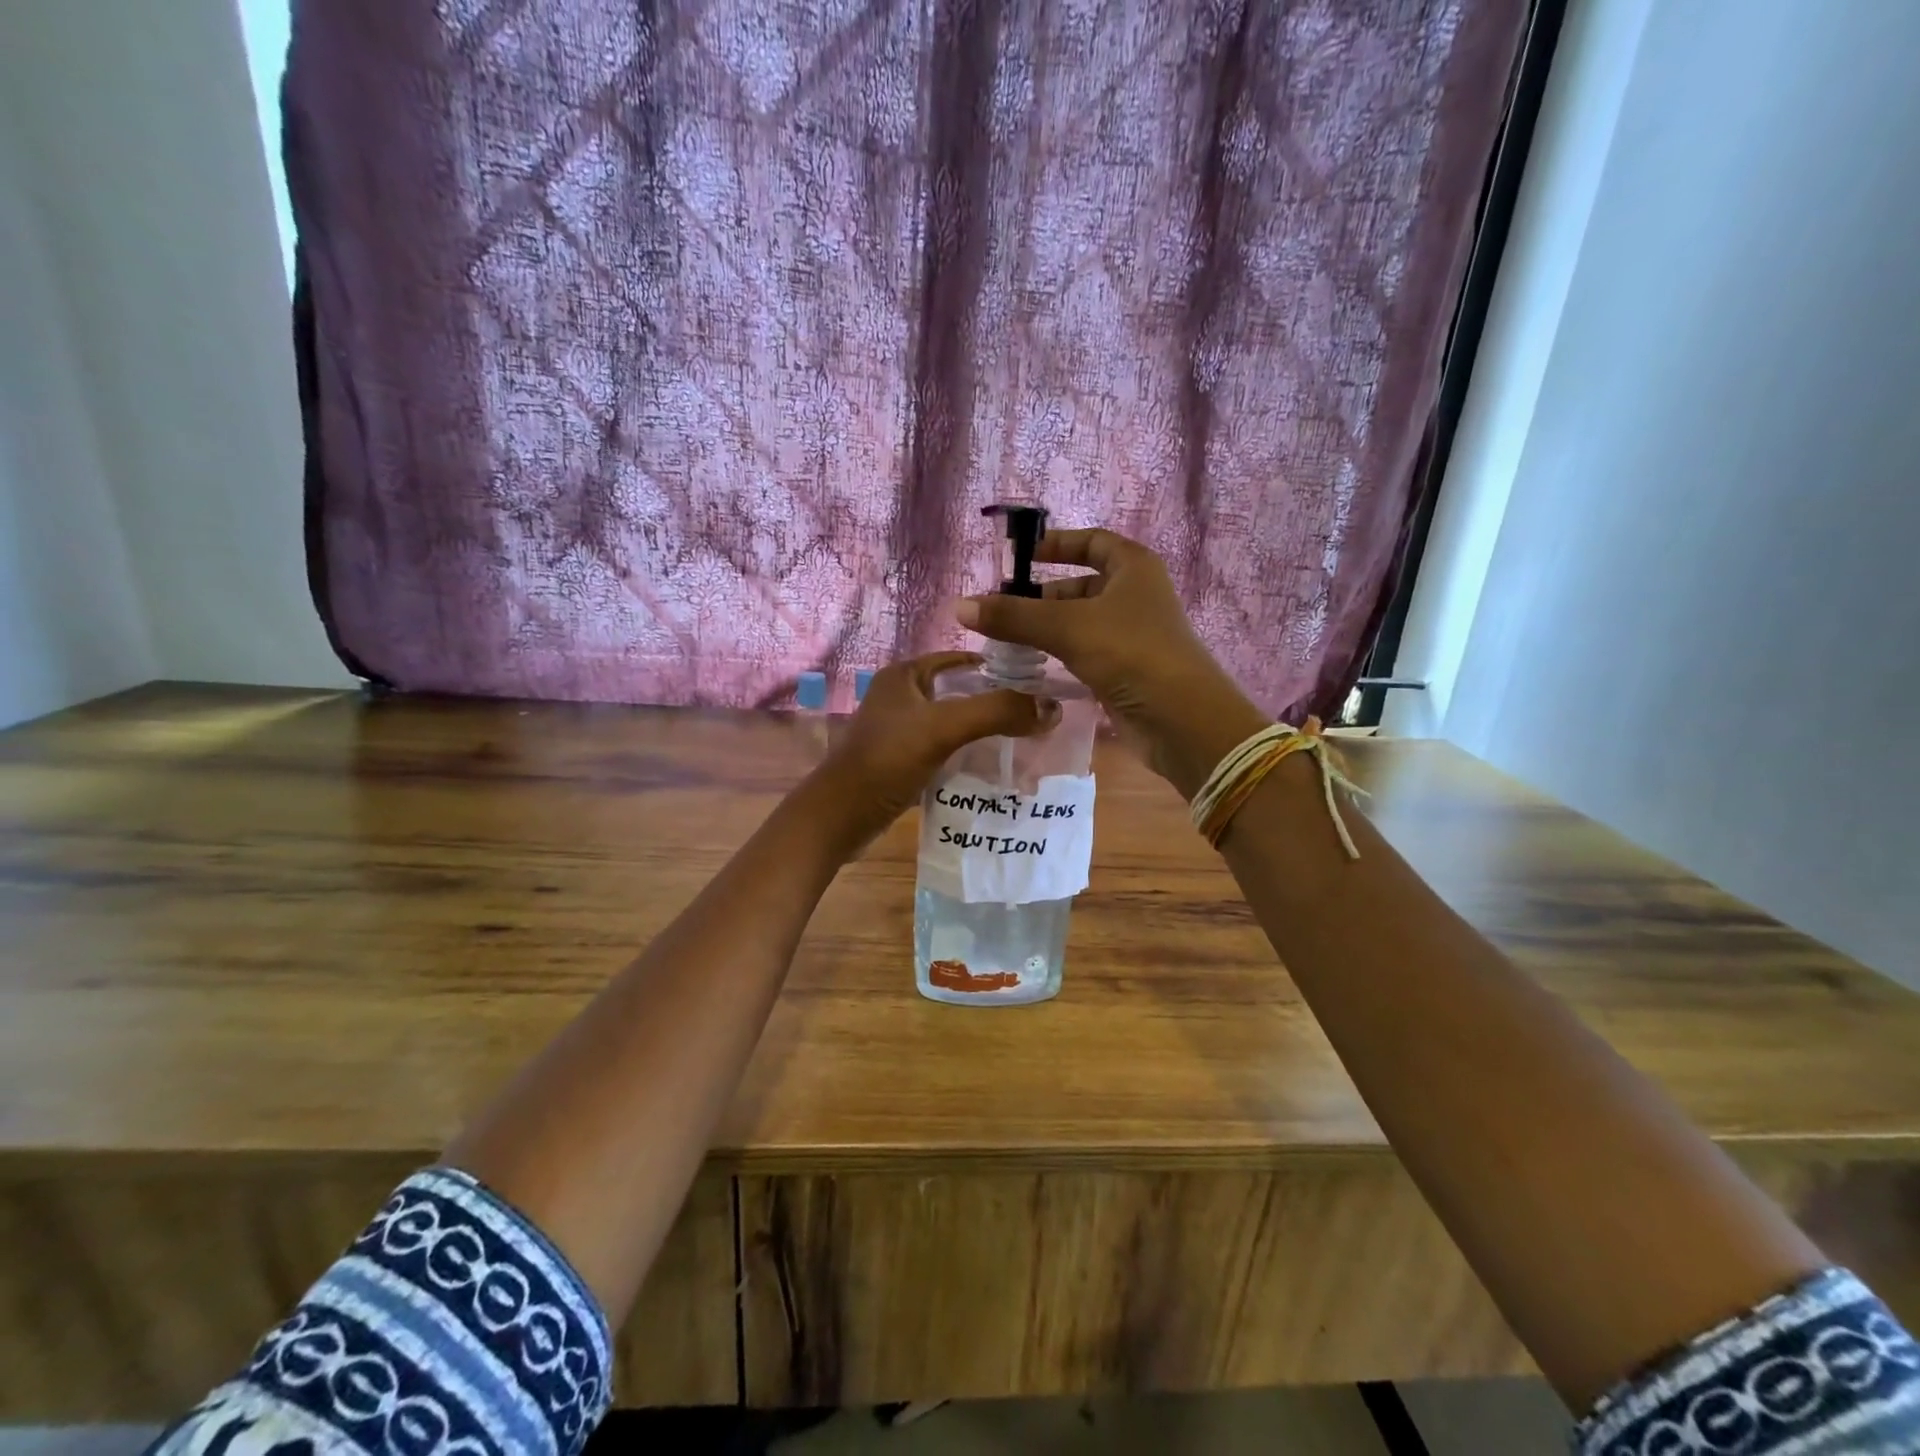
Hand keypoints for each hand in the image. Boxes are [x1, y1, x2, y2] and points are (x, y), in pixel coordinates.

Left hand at [811, 652, 1058, 847]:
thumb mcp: (944, 728)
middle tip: (1034, 716)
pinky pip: (942, 750)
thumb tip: (1052, 708)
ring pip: (951, 723)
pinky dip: (965, 756)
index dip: (996, 667)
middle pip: (958, 692)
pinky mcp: (900, 762)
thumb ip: (997, 712)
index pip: (959, 659)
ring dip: (981, 731)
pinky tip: (990, 768)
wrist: (841, 816)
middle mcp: (900, 697)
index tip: (1035, 682)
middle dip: (993, 703)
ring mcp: (898, 731)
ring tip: (1022, 741)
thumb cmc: (888, 760)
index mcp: (904, 675)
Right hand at [953, 529, 1266, 796]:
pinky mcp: (1127, 670)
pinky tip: (1031, 666)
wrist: (1181, 719)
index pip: (1092, 542)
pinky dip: (1060, 655)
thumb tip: (960, 607)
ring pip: (1081, 622)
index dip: (1057, 544)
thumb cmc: (1130, 653)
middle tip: (1000, 609)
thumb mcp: (1068, 628)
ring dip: (1047, 629)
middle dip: (1041, 596)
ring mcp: (1133, 634)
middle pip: (1081, 585)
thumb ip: (1014, 616)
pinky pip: (1086, 652)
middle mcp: (1136, 595)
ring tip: (1005, 641)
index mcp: (1133, 567)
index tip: (1020, 557)